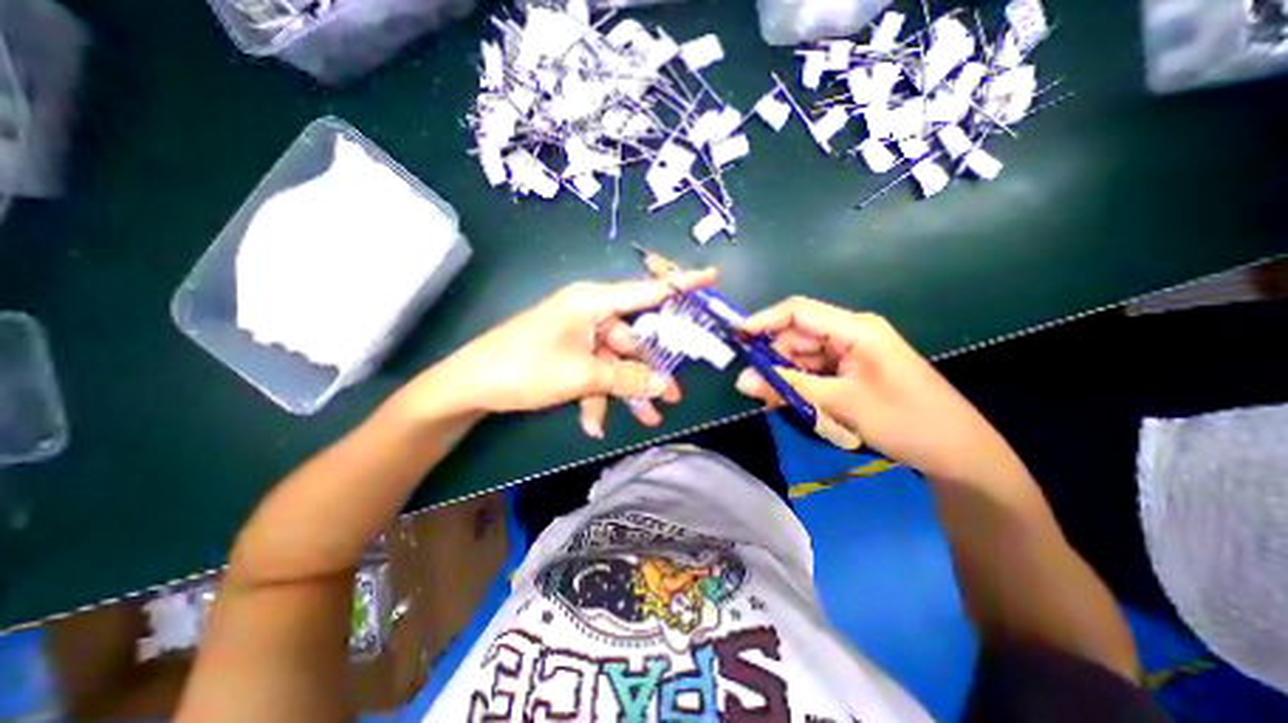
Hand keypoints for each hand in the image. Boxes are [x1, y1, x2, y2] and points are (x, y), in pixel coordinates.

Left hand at [429, 271, 714, 437]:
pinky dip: (597, 395)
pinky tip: (593, 423)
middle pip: (633, 339)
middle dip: (649, 371)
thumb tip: (663, 385)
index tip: (713, 276)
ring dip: (625, 391)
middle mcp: (591, 312)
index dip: (682, 284)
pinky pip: (594, 371)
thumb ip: (626, 379)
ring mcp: (579, 333)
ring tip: (644, 419)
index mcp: (594, 302)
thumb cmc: (525, 368)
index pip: (647, 291)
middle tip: (671, 396)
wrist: (470, 385)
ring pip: (615, 362)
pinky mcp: (569, 352)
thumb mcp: (582, 375)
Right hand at [735, 297, 1026, 482]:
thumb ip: (787, 388)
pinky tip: (791, 401)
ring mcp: (852, 351)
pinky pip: (816, 370)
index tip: (735, 338)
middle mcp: (851, 333)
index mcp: (854, 329)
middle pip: (798, 336)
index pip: (797, 312)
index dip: (763, 321)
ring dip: (785, 375)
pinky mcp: (853, 369)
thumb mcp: (838, 402)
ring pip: (804, 355)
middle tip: (752, 387)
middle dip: (773, 358)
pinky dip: (800, 384)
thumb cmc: (904, 420)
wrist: (957, 452)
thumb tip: (741, 380)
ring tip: (772, 400)